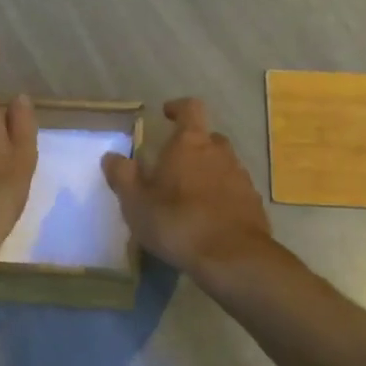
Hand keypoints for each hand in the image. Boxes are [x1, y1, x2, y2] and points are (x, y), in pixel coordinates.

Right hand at [102, 98, 275, 277]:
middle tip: (173, 166)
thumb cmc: (177, 222)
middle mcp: (219, 152)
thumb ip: (122, 176)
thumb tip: (111, 156)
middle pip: (208, 138)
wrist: (232, 258)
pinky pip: (234, 189)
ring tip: (189, 196)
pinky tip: (209, 218)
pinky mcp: (254, 202)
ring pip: (222, 164)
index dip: (178, 108)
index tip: (167, 114)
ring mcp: (241, 176)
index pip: (190, 108)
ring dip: (207, 172)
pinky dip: (222, 196)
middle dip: (192, 146)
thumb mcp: (136, 203)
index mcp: (190, 143)